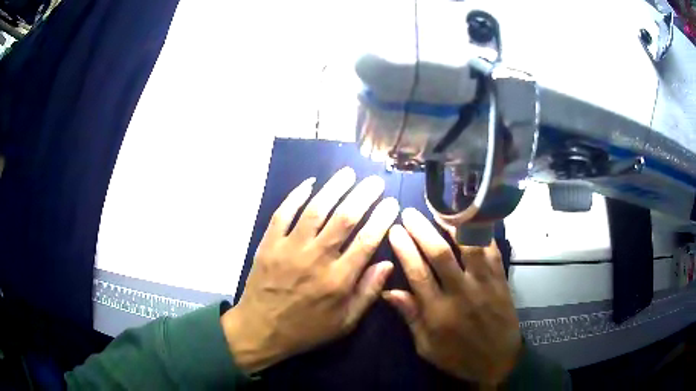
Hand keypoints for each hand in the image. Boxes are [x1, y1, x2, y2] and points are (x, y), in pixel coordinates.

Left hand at [221, 167, 398, 373]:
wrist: (261, 329)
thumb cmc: (307, 329)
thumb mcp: (344, 322)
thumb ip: (368, 293)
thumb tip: (388, 264)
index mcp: (338, 279)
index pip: (366, 240)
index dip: (381, 218)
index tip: (391, 203)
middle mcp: (316, 258)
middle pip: (344, 218)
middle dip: (363, 196)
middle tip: (374, 181)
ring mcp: (290, 248)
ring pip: (316, 210)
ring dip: (334, 188)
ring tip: (348, 173)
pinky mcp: (269, 243)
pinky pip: (283, 213)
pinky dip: (296, 196)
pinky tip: (309, 183)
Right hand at [383, 208, 520, 384]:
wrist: (499, 361)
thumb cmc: (458, 357)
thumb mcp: (427, 347)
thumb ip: (410, 317)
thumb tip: (389, 291)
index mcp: (439, 313)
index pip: (418, 274)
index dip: (405, 250)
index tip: (395, 230)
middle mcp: (461, 293)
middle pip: (441, 255)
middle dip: (423, 230)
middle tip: (410, 213)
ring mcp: (484, 284)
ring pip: (469, 247)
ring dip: (454, 225)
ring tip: (440, 209)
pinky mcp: (501, 280)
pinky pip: (492, 251)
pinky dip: (482, 233)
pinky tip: (472, 220)